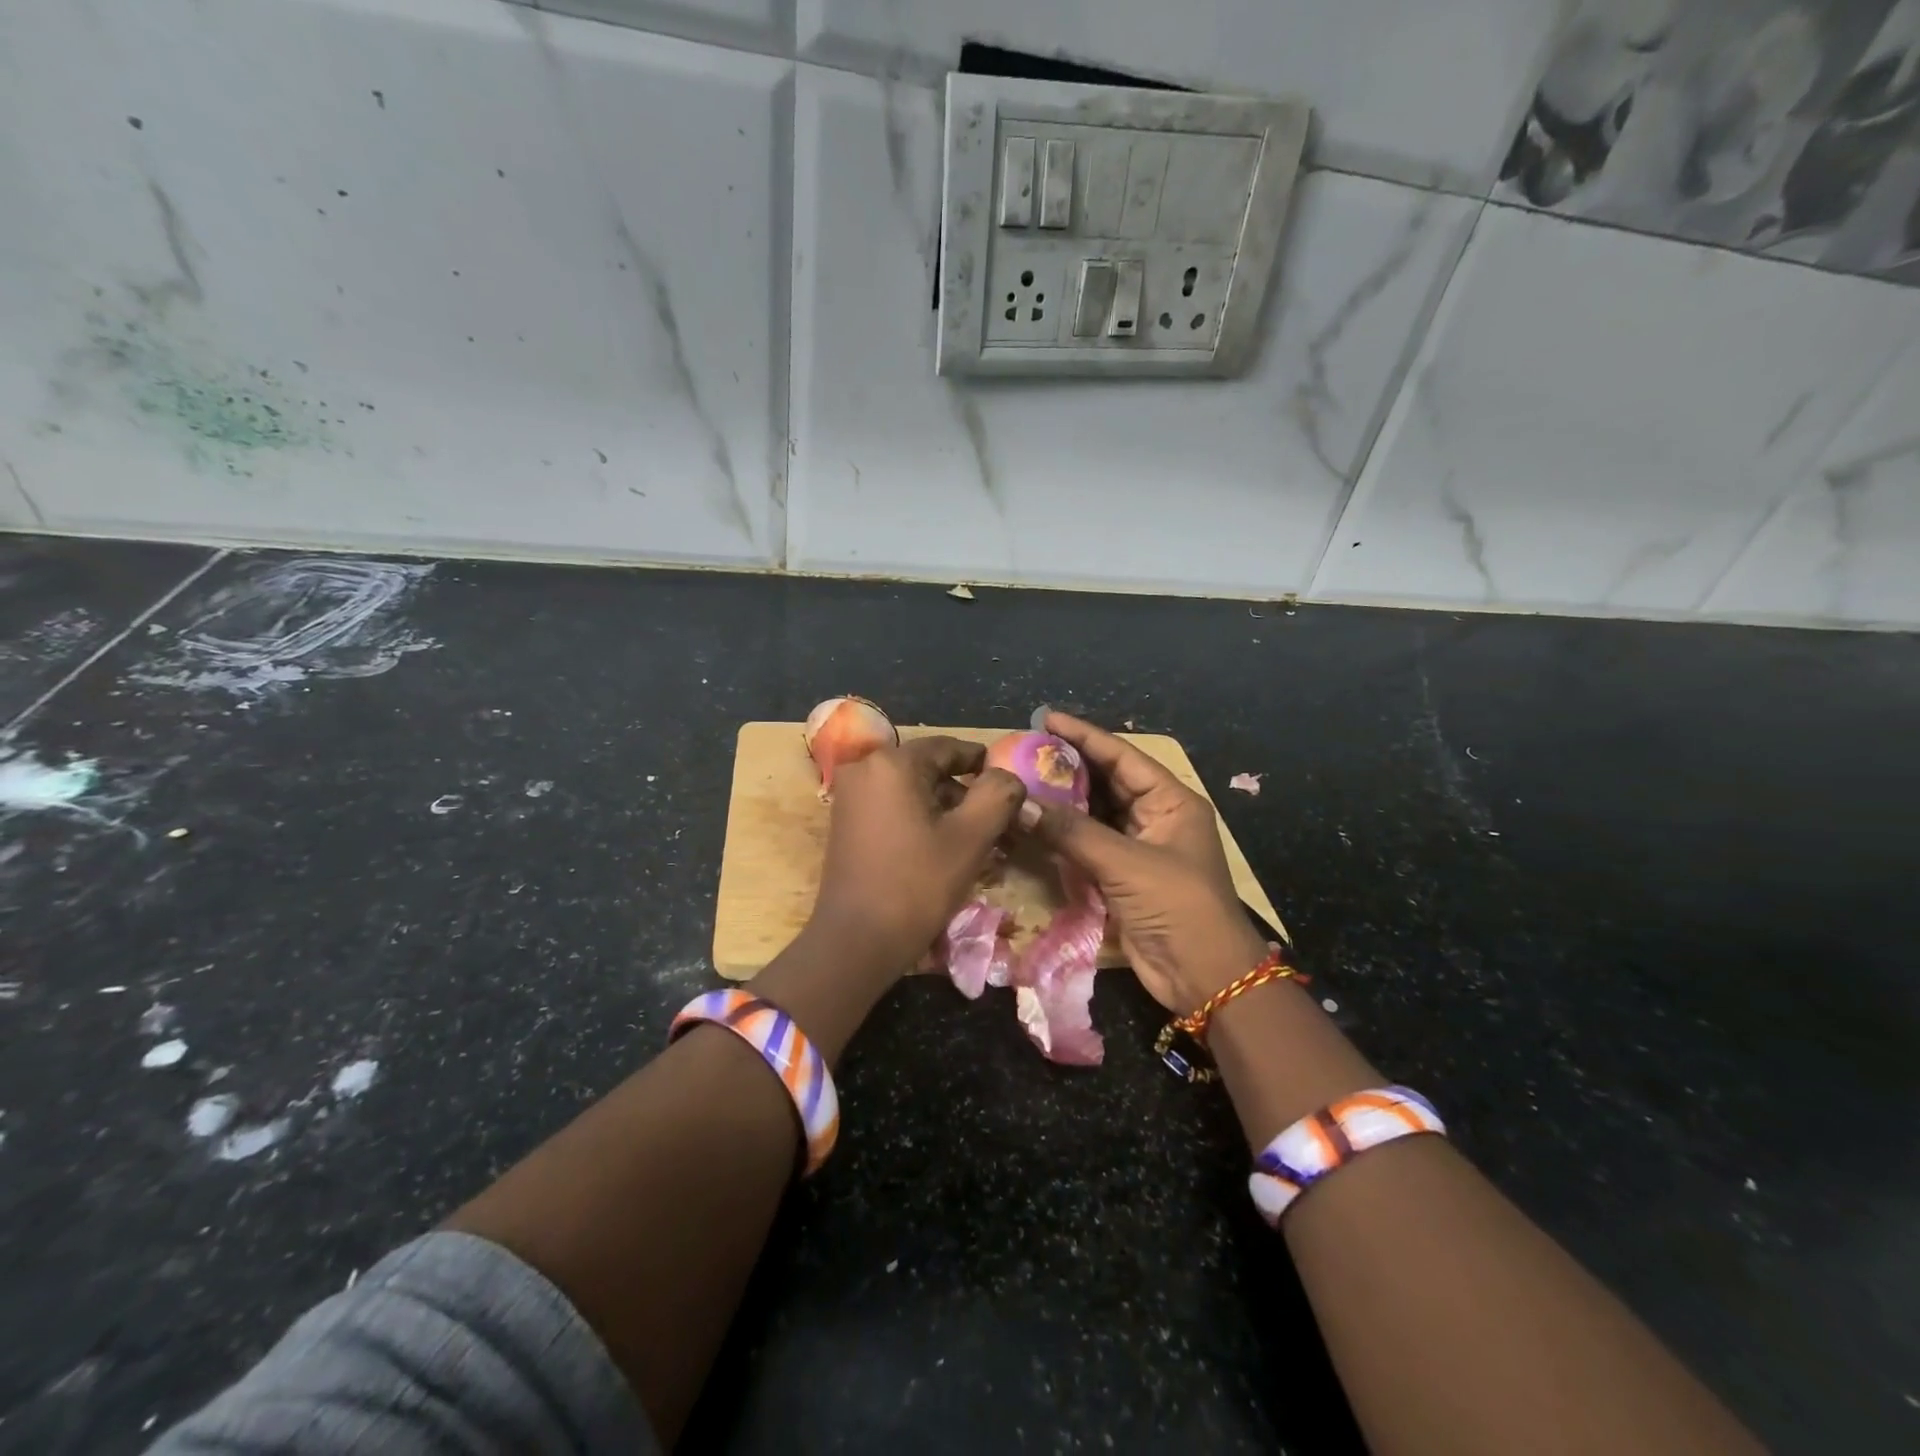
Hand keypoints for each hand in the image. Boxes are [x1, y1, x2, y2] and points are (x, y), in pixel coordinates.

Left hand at [809, 736, 1027, 975]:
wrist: (856, 941)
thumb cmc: (917, 885)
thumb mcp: (971, 838)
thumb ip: (998, 795)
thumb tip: (1008, 777)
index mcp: (892, 763)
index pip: (949, 748)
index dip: (984, 764)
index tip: (1009, 785)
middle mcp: (864, 769)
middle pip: (929, 770)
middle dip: (966, 794)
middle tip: (998, 823)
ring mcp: (850, 797)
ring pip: (911, 791)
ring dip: (945, 810)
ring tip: (977, 841)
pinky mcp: (845, 823)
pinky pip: (892, 808)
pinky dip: (920, 820)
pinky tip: (944, 849)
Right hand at [1021, 712, 1268, 1011]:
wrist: (1206, 978)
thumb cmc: (1179, 907)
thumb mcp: (1126, 863)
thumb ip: (1071, 832)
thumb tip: (1019, 805)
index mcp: (1171, 801)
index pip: (1122, 757)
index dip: (1084, 736)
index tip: (1046, 719)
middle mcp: (1155, 818)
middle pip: (1106, 782)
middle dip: (1068, 767)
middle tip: (1025, 751)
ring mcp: (1138, 848)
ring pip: (1094, 814)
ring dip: (1062, 802)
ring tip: (1022, 781)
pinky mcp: (1122, 877)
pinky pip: (1087, 846)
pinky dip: (1062, 836)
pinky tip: (1033, 824)